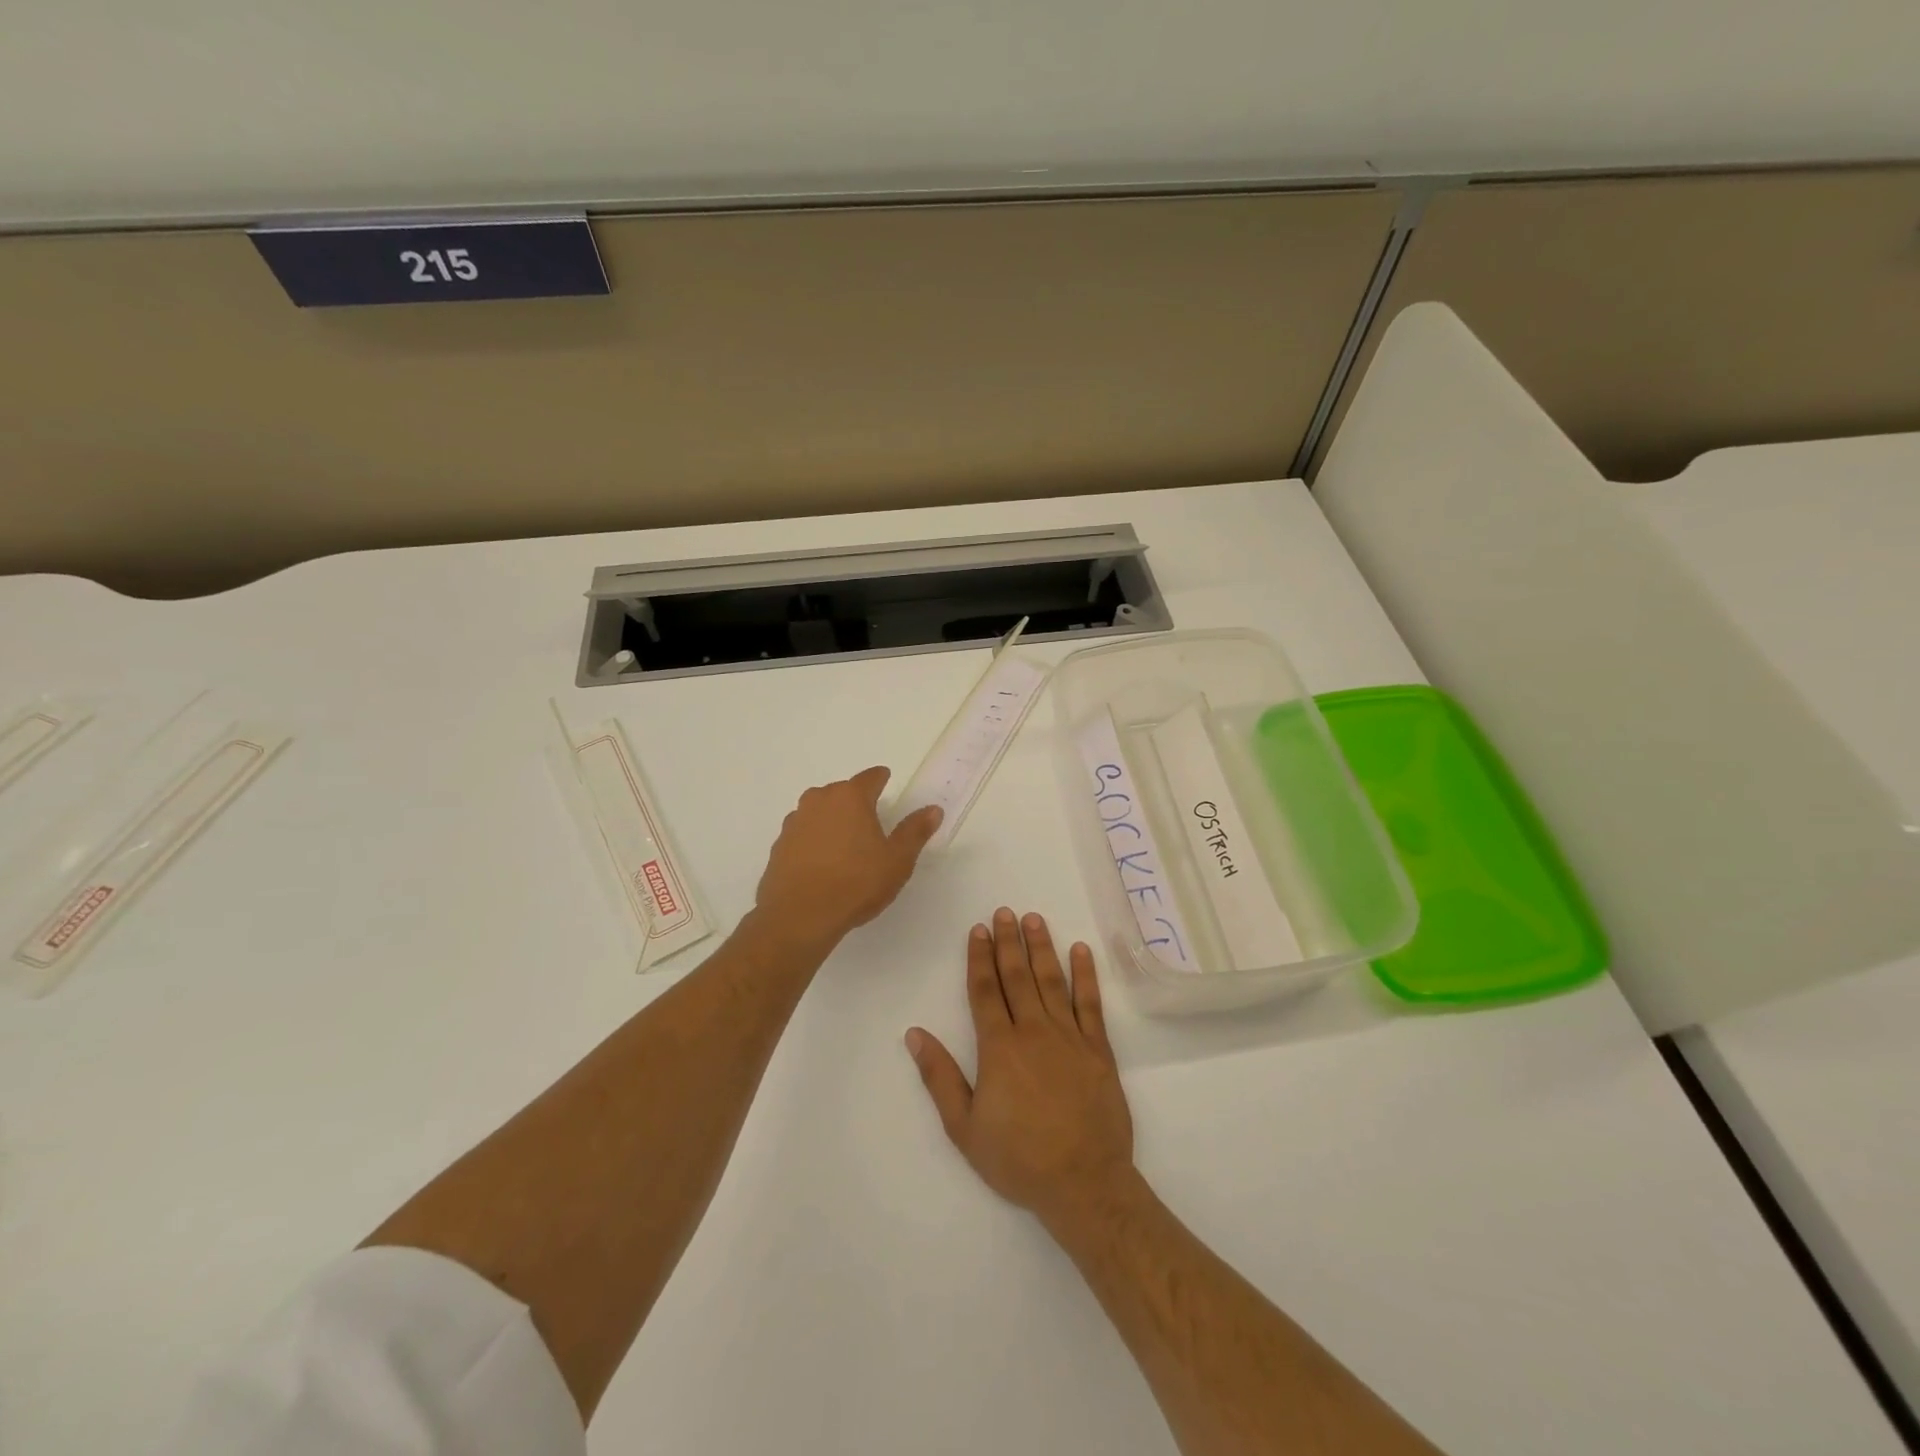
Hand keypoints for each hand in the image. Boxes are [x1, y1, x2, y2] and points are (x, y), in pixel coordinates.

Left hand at [754, 766, 942, 950]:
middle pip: (842, 792)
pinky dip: (814, 841)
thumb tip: (933, 809)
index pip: (870, 778)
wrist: (799, 916)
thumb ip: (915, 831)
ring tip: (845, 843)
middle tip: (870, 820)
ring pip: (819, 812)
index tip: (886, 779)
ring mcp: (794, 822)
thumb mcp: (897, 860)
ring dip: (832, 820)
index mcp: (850, 797)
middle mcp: (819, 801)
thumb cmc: (856, 883)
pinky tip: (822, 863)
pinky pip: (803, 834)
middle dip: (855, 801)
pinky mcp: (779, 845)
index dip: (881, 778)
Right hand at [906, 909, 1133, 1230]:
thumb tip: (915, 1034)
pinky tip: (1080, 950)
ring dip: (1042, 948)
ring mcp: (1070, 1037)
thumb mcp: (965, 1128)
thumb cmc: (1018, 1159)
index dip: (979, 958)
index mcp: (999, 1048)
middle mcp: (1033, 1032)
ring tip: (1034, 919)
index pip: (985, 991)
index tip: (978, 930)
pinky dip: (1085, 975)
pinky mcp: (1099, 1050)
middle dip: (1008, 942)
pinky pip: (1090, 1003)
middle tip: (1004, 912)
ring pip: (1052, 981)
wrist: (1084, 1183)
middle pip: (1017, 977)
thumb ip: (940, 1077)